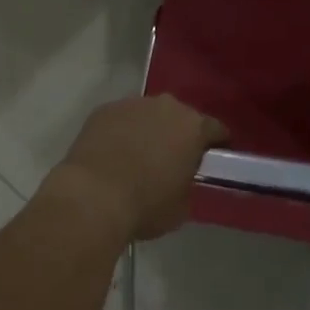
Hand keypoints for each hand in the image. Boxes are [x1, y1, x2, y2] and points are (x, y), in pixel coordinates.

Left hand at [46, 96, 226, 242]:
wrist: (93, 196)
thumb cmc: (145, 205)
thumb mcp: (181, 206)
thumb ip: (188, 184)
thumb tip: (181, 179)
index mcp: (193, 127)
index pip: (216, 129)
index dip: (217, 144)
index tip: (212, 159)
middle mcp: (167, 106)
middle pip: (180, 117)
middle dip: (179, 134)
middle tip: (172, 159)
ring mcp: (133, 104)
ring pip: (149, 114)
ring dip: (149, 130)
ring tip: (138, 156)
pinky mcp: (104, 109)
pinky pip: (121, 118)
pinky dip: (122, 131)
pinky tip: (113, 153)